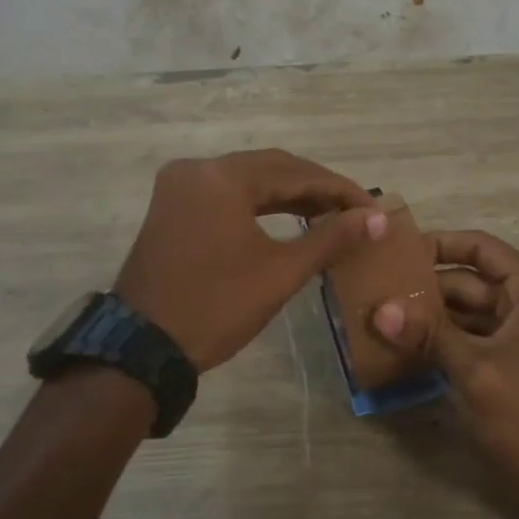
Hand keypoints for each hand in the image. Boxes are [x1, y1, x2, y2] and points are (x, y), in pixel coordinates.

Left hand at [115, 149, 386, 371]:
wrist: (142, 349)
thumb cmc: (216, 307)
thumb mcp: (280, 273)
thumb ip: (331, 238)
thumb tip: (376, 219)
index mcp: (222, 177)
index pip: (295, 172)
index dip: (339, 189)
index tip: (374, 208)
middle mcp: (197, 169)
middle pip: (271, 168)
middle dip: (316, 188)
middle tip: (356, 211)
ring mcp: (180, 187)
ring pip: (249, 180)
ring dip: (290, 195)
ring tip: (330, 215)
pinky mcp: (172, 207)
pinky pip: (227, 194)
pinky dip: (260, 204)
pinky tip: (289, 219)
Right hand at [370, 230, 518, 518]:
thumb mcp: (477, 372)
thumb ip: (429, 335)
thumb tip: (380, 311)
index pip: (480, 248)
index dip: (438, 244)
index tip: (394, 250)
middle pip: (469, 281)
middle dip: (424, 287)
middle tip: (372, 288)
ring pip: (466, 314)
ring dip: (428, 317)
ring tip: (377, 314)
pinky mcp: (510, 366)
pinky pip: (470, 341)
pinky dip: (440, 342)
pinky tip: (400, 347)